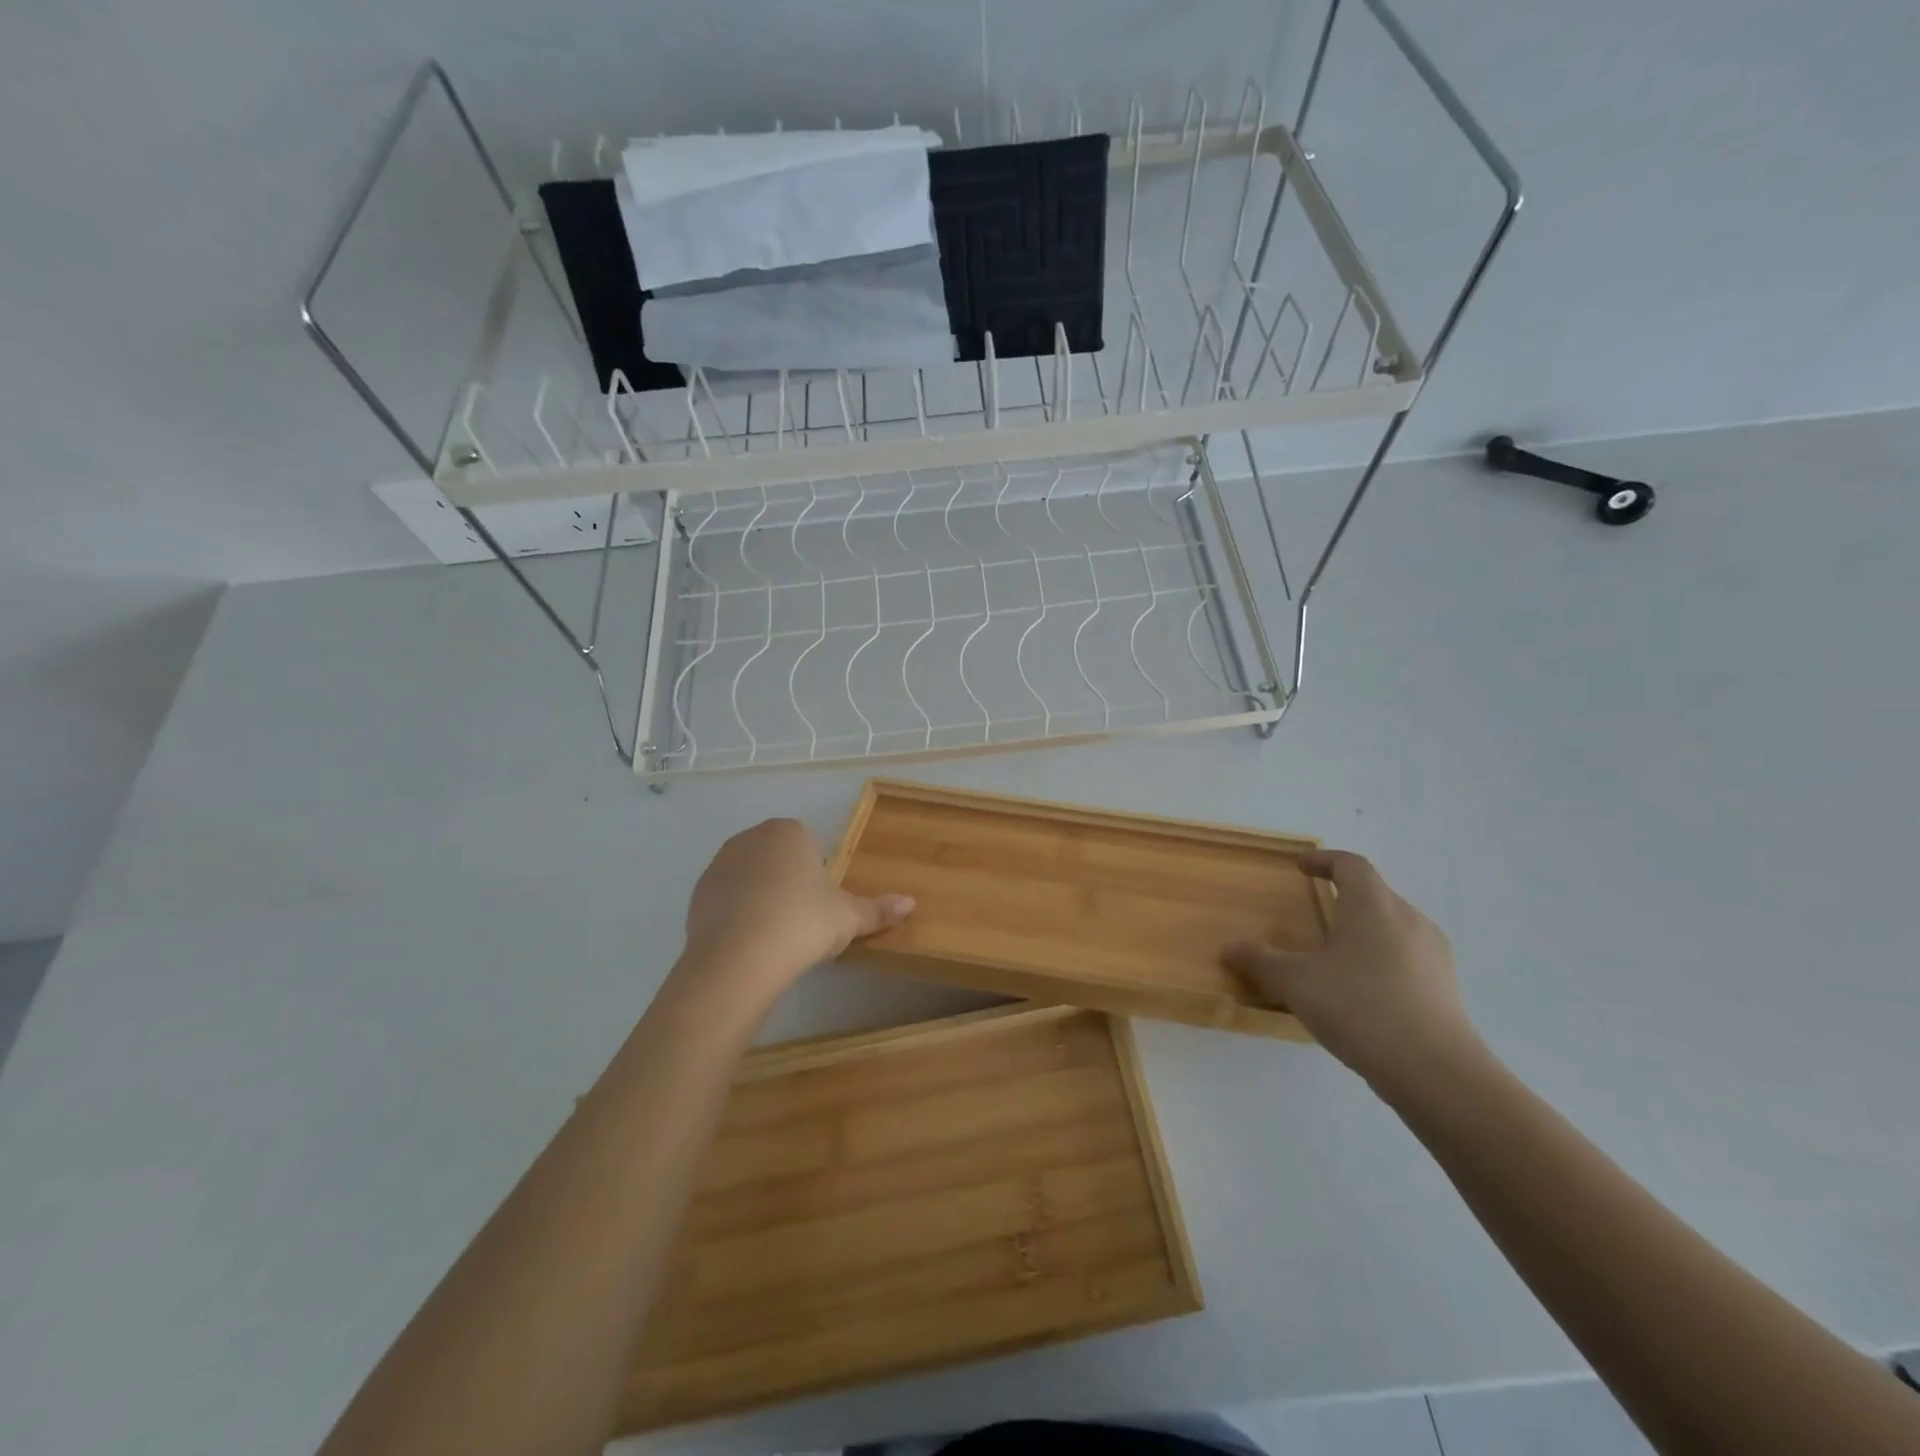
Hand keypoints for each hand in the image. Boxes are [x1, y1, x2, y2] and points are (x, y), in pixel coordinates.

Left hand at [680, 818, 914, 996]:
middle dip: (787, 883)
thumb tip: (912, 903)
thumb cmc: (803, 923)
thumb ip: (879, 909)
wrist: (739, 958)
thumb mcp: (849, 918)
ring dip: (760, 898)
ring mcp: (719, 864)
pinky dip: (736, 916)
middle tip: (801, 921)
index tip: (820, 906)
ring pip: (749, 878)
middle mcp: (749, 838)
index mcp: (788, 831)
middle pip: (776, 858)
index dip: (815, 875)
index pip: (807, 845)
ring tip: (774, 936)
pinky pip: (725, 900)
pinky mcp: (697, 894)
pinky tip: (748, 944)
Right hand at [1223, 850, 1476, 1087]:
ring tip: (1336, 953)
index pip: (1351, 865)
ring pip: (1393, 927)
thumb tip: (1229, 949)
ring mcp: (1434, 955)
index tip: (1301, 865)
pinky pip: (1407, 958)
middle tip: (1315, 910)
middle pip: (1375, 893)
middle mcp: (1409, 919)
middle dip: (1344, 896)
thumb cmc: (1360, 1007)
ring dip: (1364, 930)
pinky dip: (1381, 959)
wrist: (1437, 1073)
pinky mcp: (1446, 988)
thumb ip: (1261, 961)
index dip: (1324, 860)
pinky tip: (1362, 991)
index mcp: (1373, 905)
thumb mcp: (1296, 983)